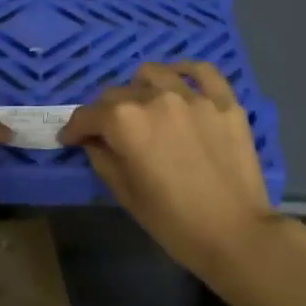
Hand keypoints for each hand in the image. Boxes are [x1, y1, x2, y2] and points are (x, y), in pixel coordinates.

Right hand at [60, 61, 294, 288]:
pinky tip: (177, 79)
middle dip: (105, 113)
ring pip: (153, 74)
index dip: (74, 129)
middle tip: (109, 134)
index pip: (87, 115)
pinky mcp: (224, 102)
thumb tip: (93, 141)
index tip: (70, 139)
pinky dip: (184, 70)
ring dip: (139, 88)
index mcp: (125, 122)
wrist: (235, 235)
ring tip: (142, 106)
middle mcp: (155, 98)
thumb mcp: (125, 194)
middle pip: (117, 94)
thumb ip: (102, 158)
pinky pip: (201, 71)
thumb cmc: (173, 221)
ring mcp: (193, 97)